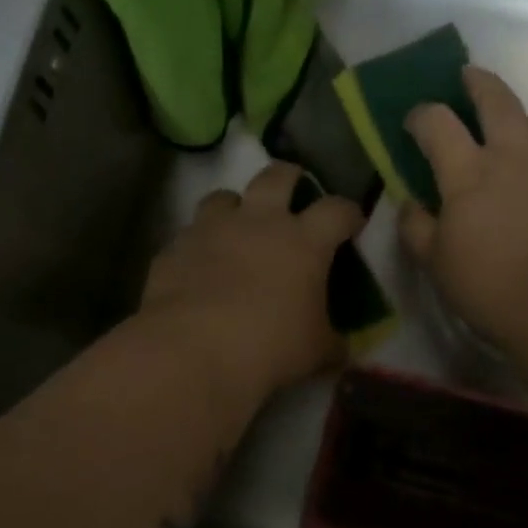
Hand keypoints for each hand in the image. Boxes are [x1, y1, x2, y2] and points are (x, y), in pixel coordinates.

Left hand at [142, 161, 364, 396]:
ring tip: (237, 227)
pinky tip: (200, 268)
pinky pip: (189, 234)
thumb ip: (332, 342)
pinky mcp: (175, 247)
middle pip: (277, 176)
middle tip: (293, 192)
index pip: (337, 209)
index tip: (352, 223)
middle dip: (289, 177)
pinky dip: (199, 245)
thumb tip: (341, 349)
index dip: (349, 213)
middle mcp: (258, 221)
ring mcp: (212, 229)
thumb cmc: (269, 347)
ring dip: (234, 207)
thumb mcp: (315, 352)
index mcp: (303, 241)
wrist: (192, 351)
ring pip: (224, 196)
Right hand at [401, 68, 527, 356]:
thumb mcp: (435, 262)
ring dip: (519, 117)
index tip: (414, 121)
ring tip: (511, 129)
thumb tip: (410, 203)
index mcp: (470, 172)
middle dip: (478, 83)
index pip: (438, 122)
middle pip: (497, 100)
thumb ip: (416, 226)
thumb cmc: (489, 287)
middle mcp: (514, 157)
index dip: (421, 114)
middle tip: (469, 77)